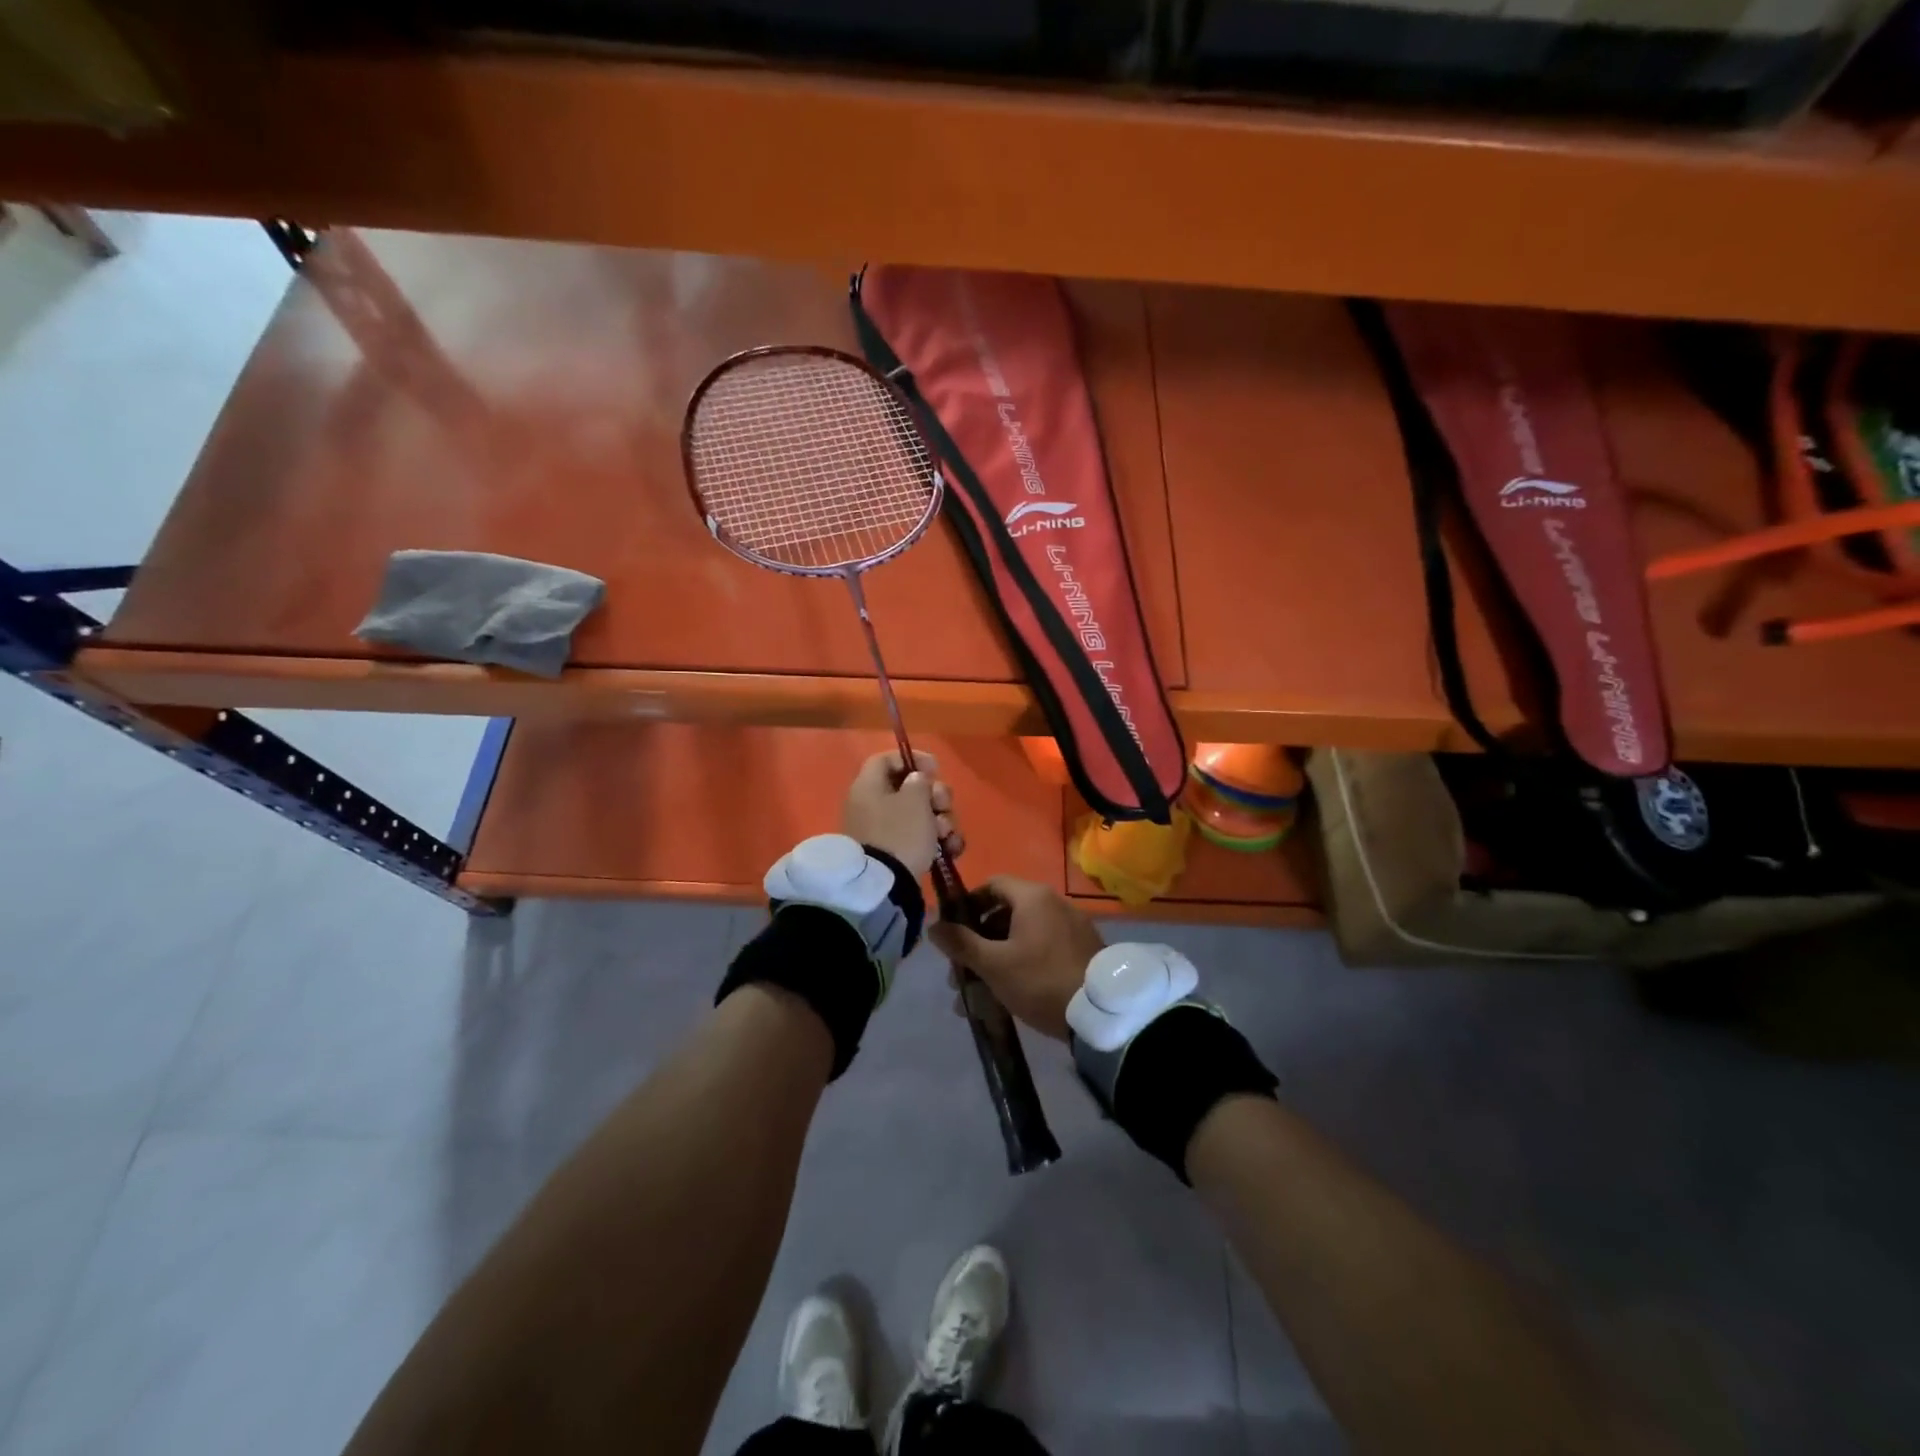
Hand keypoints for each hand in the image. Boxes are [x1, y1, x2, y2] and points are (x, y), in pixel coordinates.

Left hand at [842, 751, 961, 878]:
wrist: (884, 886)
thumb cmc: (899, 833)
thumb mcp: (914, 800)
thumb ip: (919, 782)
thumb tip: (916, 780)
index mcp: (868, 786)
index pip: (886, 759)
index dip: (913, 758)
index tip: (935, 769)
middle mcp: (872, 805)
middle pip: (909, 788)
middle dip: (935, 796)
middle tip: (943, 806)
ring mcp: (883, 831)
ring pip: (920, 814)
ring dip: (941, 821)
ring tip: (947, 836)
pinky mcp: (894, 853)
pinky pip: (919, 837)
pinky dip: (937, 841)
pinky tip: (951, 849)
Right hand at [928, 877, 1102, 1040]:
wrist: (1101, 1011)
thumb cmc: (1040, 980)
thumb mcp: (994, 965)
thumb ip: (961, 943)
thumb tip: (934, 926)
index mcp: (1032, 897)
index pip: (992, 884)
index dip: (969, 904)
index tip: (953, 930)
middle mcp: (1054, 903)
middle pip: (1006, 913)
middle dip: (979, 942)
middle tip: (962, 972)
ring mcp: (1071, 927)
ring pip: (1022, 936)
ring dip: (997, 958)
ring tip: (979, 994)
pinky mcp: (1082, 950)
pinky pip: (1042, 949)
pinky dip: (1022, 964)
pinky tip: (1008, 996)